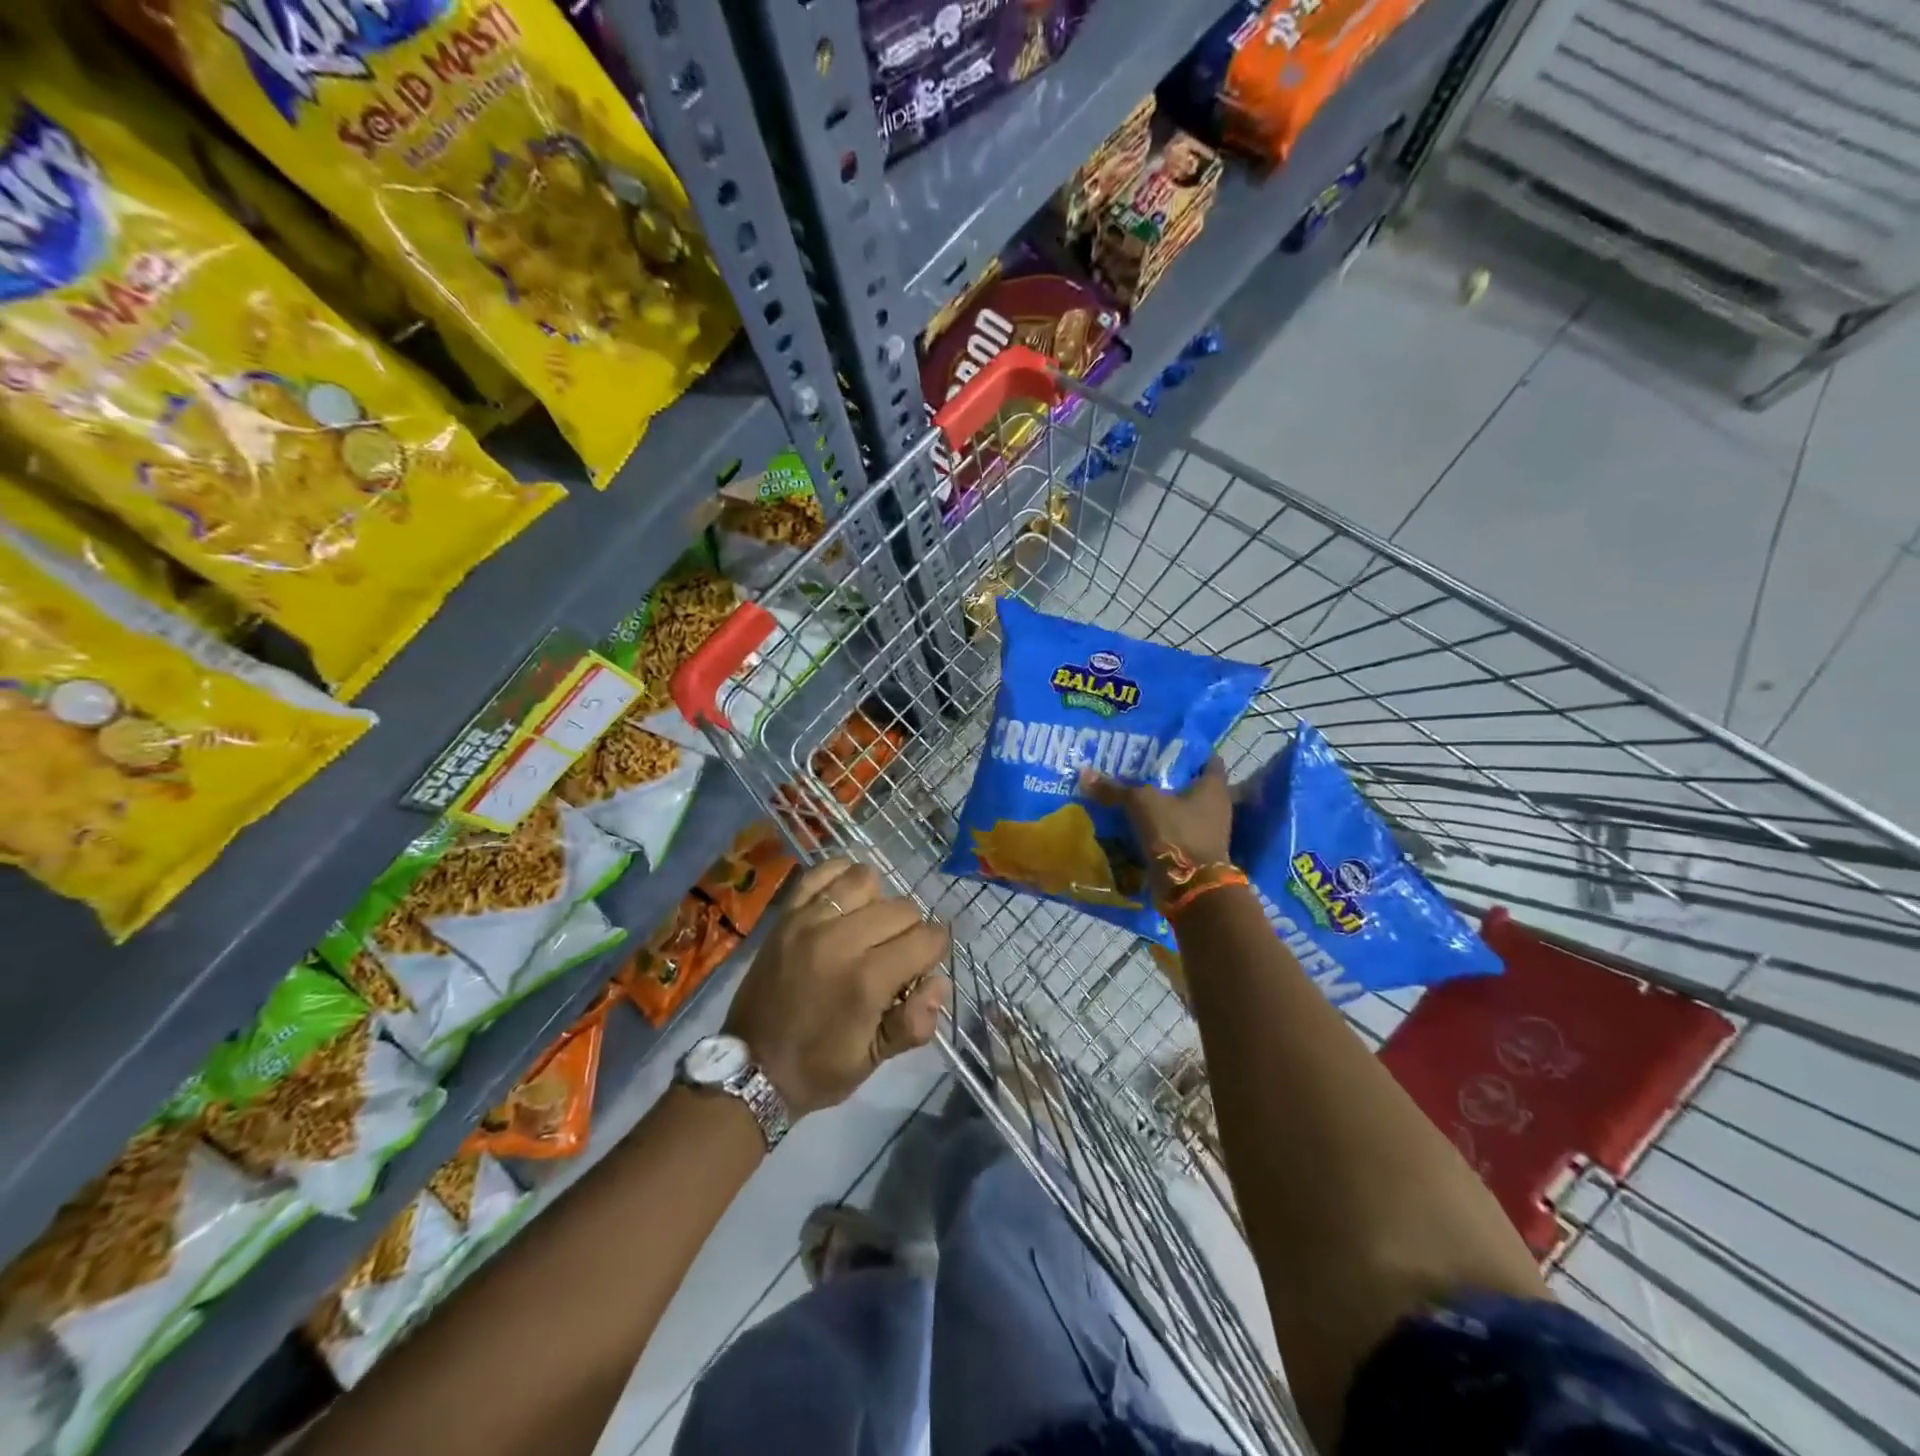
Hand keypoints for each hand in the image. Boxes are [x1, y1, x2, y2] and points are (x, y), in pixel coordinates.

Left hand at [724, 859, 951, 1118]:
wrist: (751, 1067)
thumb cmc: (818, 1068)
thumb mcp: (874, 1060)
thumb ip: (914, 1022)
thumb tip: (939, 983)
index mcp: (867, 981)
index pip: (927, 938)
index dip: (934, 952)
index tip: (922, 968)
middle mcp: (840, 941)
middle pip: (902, 908)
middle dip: (910, 931)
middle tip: (895, 957)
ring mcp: (809, 922)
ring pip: (866, 881)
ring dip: (877, 902)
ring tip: (868, 927)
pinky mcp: (787, 914)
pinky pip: (821, 873)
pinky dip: (840, 877)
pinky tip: (844, 900)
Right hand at [1083, 755, 1232, 900]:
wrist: (1190, 888)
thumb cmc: (1176, 833)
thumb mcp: (1141, 803)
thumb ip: (1115, 788)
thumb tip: (1084, 773)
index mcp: (1213, 785)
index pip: (1203, 756)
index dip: (1184, 748)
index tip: (1159, 744)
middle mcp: (1215, 805)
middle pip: (1188, 782)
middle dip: (1164, 776)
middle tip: (1136, 766)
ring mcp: (1206, 830)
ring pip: (1178, 807)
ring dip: (1158, 803)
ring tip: (1128, 792)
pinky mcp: (1194, 850)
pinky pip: (1172, 829)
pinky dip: (1156, 825)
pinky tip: (1132, 820)